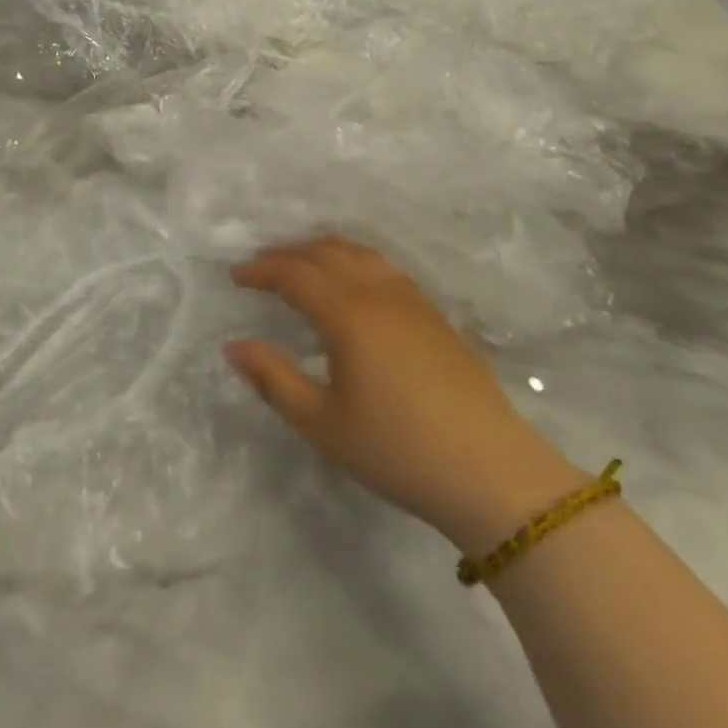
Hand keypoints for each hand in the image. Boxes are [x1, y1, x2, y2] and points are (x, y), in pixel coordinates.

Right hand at [226, 238, 582, 551]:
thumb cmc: (398, 450)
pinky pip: (384, 268)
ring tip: (301, 268)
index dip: (260, 270)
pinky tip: (352, 287)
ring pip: (359, 254)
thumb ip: (273, 379)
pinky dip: (353, 262)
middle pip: (325, 252)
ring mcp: (412, 301)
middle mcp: (378, 293)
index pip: (293, 273)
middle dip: (287, 254)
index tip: (235, 278)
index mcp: (347, 313)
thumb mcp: (322, 424)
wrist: (494, 475)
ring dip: (322, 252)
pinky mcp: (435, 316)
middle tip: (261, 270)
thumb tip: (233, 346)